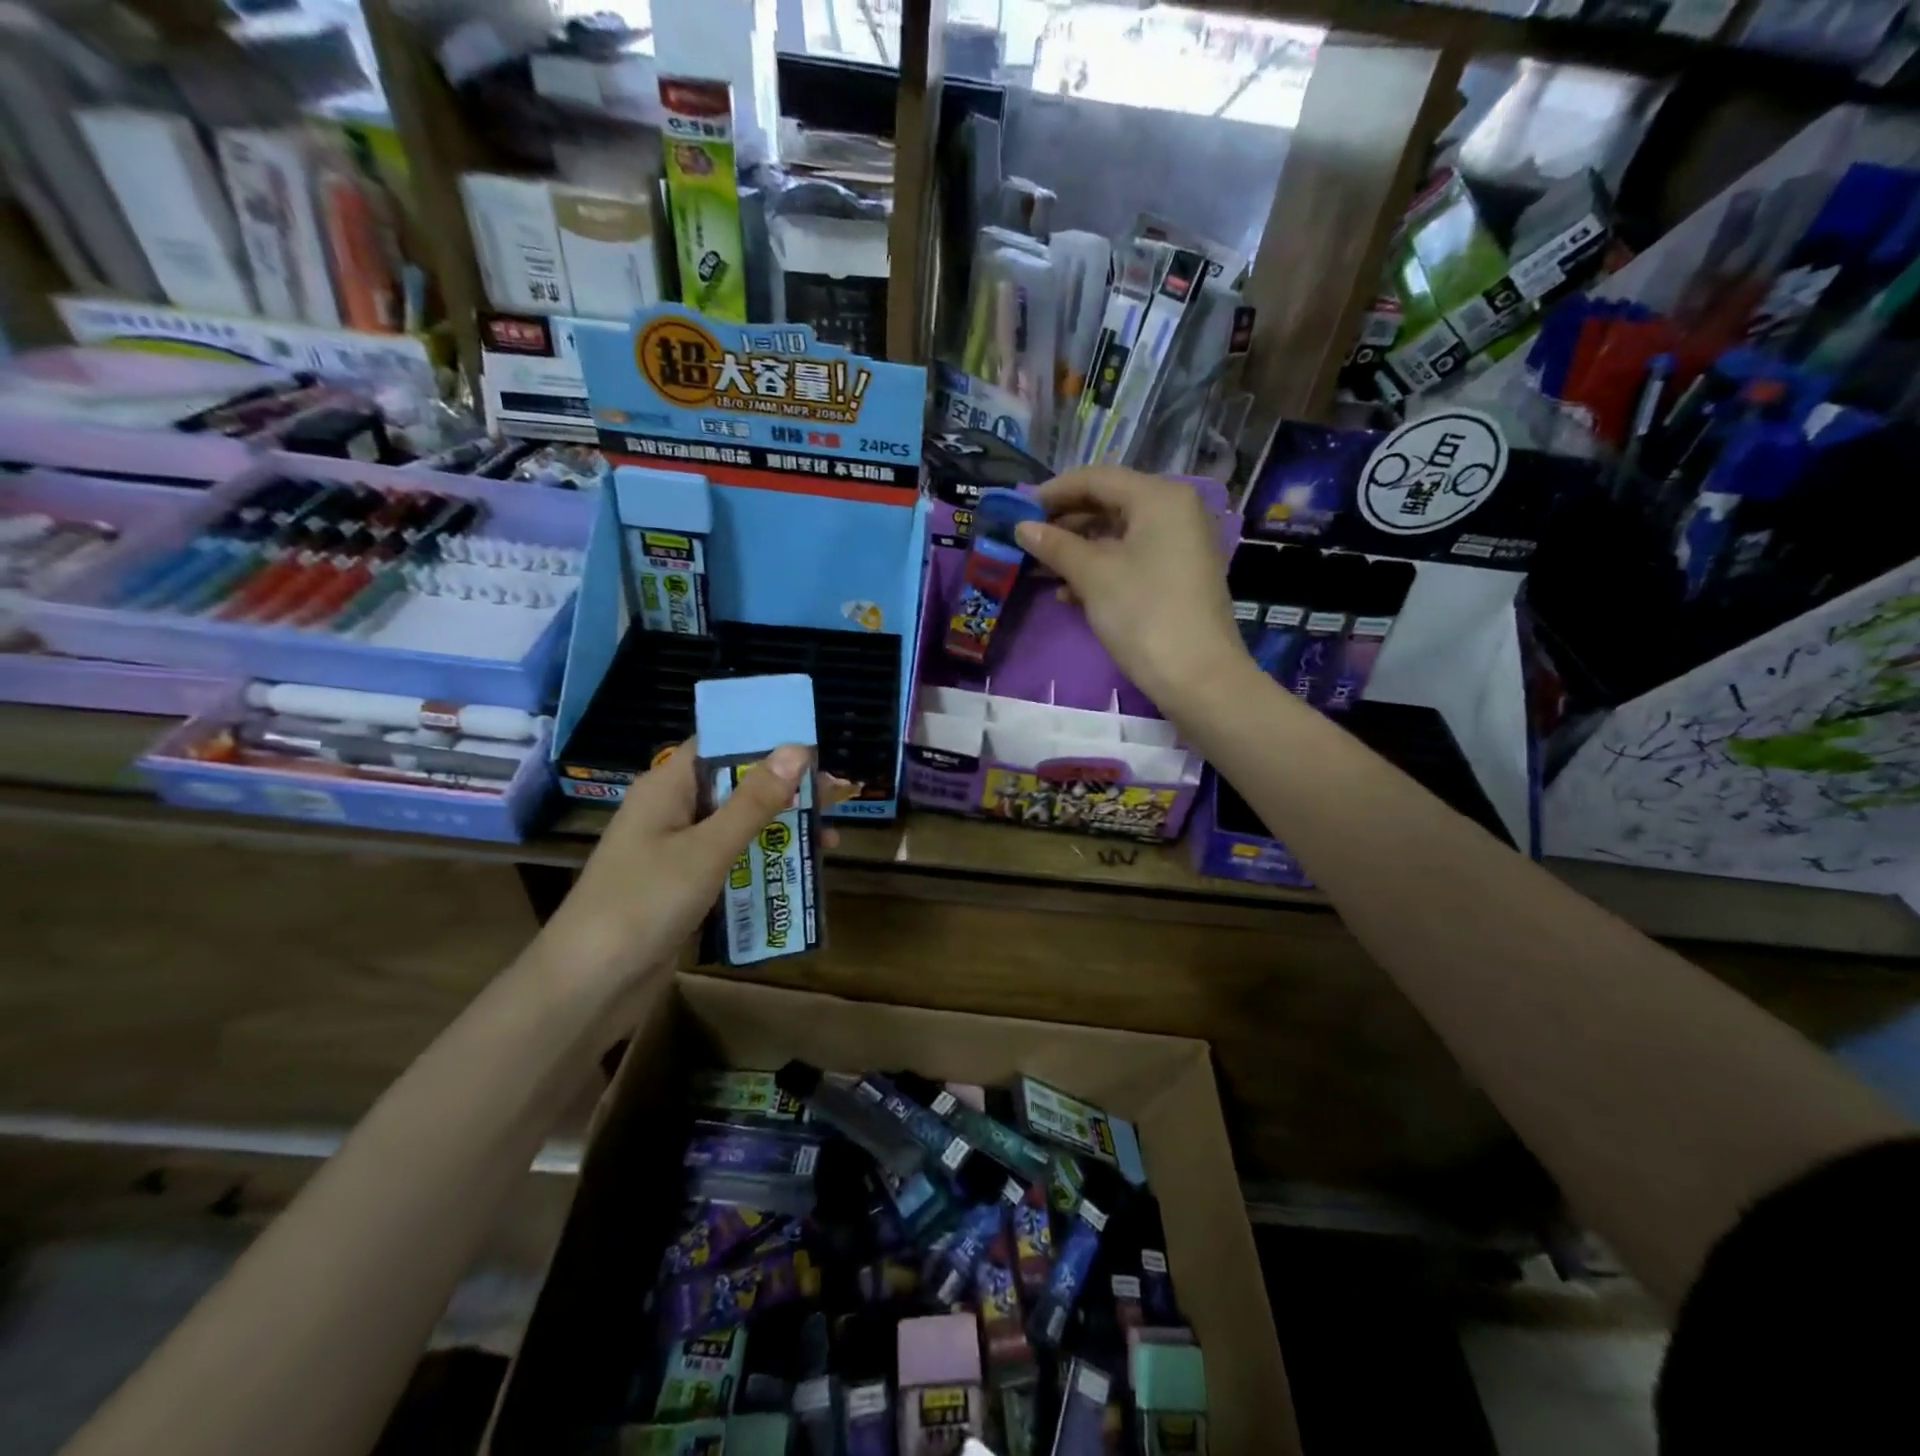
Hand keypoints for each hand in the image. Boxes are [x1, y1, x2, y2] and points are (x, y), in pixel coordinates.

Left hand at [553, 742, 849, 977]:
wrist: (587, 987)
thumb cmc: (643, 904)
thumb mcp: (707, 850)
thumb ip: (754, 802)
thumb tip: (798, 749)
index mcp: (667, 787)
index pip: (720, 743)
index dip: (766, 739)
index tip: (815, 747)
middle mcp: (671, 810)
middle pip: (736, 785)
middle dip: (786, 790)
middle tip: (838, 797)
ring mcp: (676, 850)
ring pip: (737, 826)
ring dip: (780, 829)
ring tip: (830, 840)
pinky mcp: (683, 885)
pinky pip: (730, 861)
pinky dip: (762, 861)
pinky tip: (797, 872)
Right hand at [1015, 466, 1250, 714]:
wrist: (1197, 677)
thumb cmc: (1144, 614)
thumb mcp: (1093, 576)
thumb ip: (1055, 545)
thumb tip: (1022, 527)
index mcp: (1160, 497)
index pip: (1097, 478)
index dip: (1054, 491)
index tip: (1018, 509)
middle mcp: (1175, 511)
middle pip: (1109, 504)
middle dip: (1065, 523)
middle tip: (1026, 540)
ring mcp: (1180, 545)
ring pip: (1118, 535)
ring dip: (1077, 550)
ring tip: (1039, 569)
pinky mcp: (1178, 576)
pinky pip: (1132, 559)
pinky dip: (1100, 569)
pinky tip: (1068, 593)